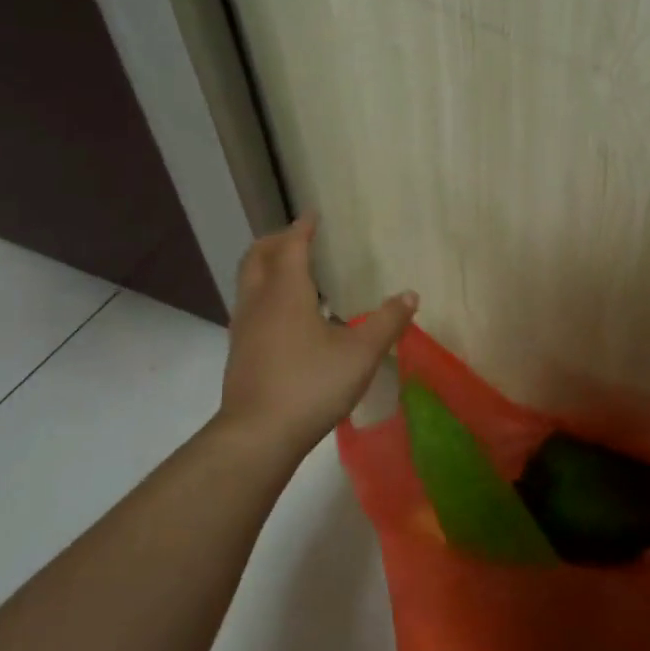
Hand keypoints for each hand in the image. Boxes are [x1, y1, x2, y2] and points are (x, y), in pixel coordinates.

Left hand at [217, 216, 416, 454]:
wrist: (257, 435)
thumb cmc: (311, 385)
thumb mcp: (361, 354)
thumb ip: (387, 322)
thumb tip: (410, 295)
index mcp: (286, 292)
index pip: (292, 246)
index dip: (302, 227)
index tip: (312, 215)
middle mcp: (259, 301)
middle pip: (258, 256)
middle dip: (276, 240)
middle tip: (298, 237)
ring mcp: (244, 327)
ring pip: (248, 281)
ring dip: (266, 266)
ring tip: (291, 271)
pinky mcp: (239, 351)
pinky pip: (249, 305)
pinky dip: (264, 292)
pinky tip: (284, 315)